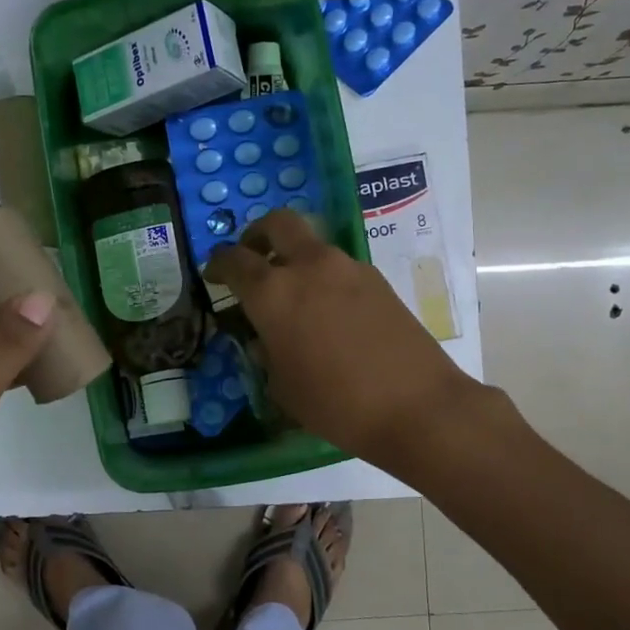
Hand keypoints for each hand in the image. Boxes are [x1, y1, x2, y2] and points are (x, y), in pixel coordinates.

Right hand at [205, 209, 484, 471]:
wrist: (416, 406)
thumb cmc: (335, 404)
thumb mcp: (282, 387)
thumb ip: (266, 353)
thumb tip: (266, 337)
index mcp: (273, 292)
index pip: (234, 260)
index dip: (217, 264)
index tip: (213, 275)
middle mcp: (309, 267)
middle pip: (278, 223)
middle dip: (257, 234)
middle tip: (252, 257)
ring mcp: (348, 268)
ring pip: (312, 246)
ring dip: (295, 259)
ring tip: (295, 297)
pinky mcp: (378, 281)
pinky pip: (339, 268)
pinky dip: (324, 279)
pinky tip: (330, 315)